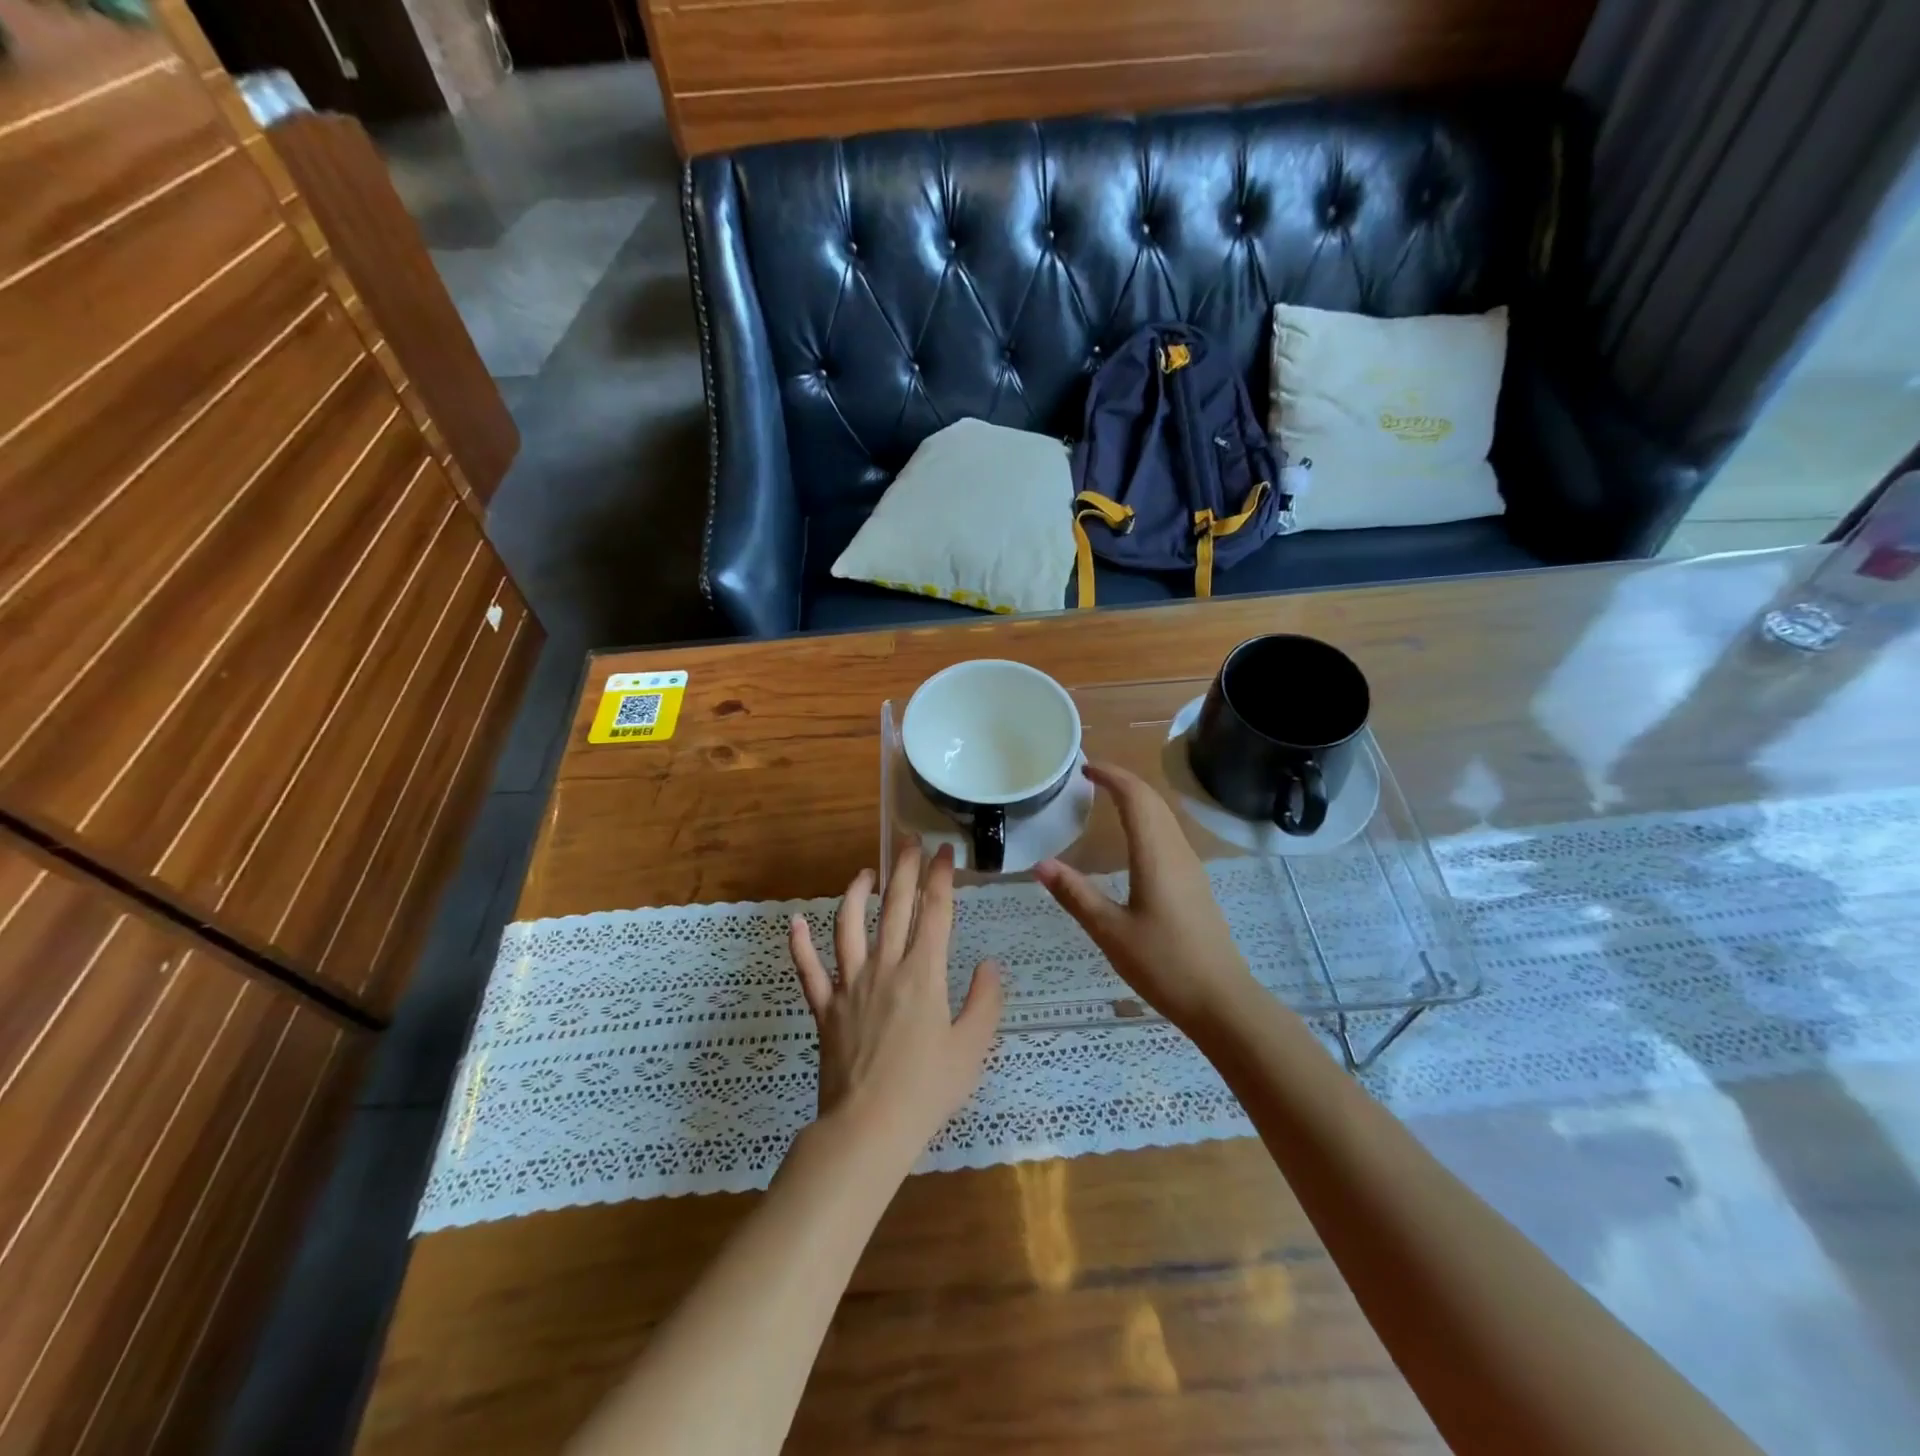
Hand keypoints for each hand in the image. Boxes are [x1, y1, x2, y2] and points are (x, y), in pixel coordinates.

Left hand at [789, 843, 1002, 1163]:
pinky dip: (799, 945)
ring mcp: (850, 985)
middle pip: (895, 907)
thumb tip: (988, 965)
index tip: (945, 851)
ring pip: (849, 926)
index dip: (941, 877)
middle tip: (908, 840)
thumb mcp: (972, 1048)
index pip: (935, 912)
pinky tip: (794, 923)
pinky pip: (808, 970)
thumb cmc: (927, 1090)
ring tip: (865, 873)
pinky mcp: (824, 1007)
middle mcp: (885, 967)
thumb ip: (985, 1001)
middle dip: (904, 869)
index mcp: (923, 974)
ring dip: (856, 894)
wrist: (868, 1128)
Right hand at [1035, 761, 1255, 1032]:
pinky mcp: (1194, 884)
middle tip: (1089, 777)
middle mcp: (1176, 852)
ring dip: (1137, 799)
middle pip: (1153, 801)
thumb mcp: (1110, 931)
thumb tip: (1040, 864)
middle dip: (1123, 781)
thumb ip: (1075, 894)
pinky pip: (1169, 835)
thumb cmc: (1164, 964)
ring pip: (1164, 817)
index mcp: (1155, 855)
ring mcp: (1190, 867)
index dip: (1111, 775)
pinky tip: (1132, 839)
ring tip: (1106, 798)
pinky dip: (1147, 820)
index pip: (1135, 797)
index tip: (1084, 767)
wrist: (1222, 1000)